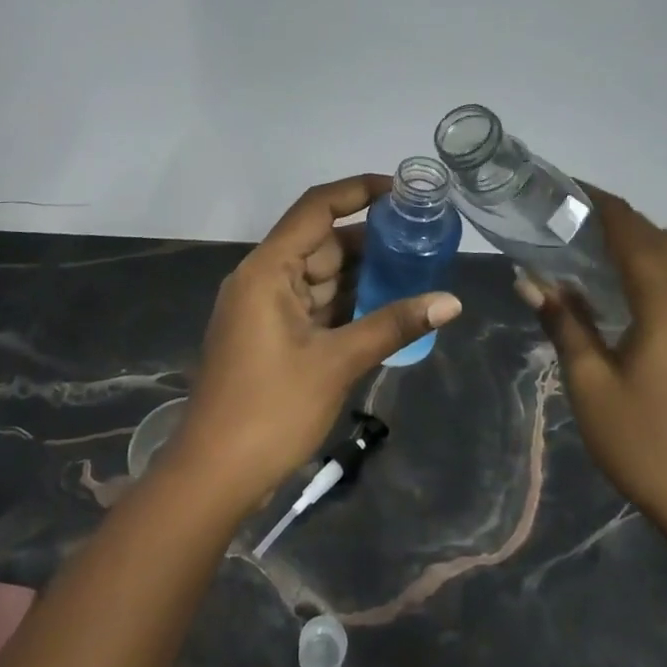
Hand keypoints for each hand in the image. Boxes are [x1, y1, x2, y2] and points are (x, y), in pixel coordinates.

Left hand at [172, 175, 463, 511]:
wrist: (214, 475)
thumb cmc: (271, 410)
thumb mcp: (337, 363)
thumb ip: (393, 325)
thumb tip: (451, 301)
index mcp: (267, 270)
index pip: (315, 209)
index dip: (357, 191)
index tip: (401, 190)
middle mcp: (262, 279)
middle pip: (321, 243)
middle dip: (370, 240)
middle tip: (422, 237)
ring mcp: (264, 309)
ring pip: (320, 276)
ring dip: (362, 274)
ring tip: (416, 267)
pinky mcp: (270, 336)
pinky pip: (314, 305)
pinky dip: (346, 303)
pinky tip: (386, 305)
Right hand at [515, 188, 666, 536]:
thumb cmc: (647, 440)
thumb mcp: (590, 382)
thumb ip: (564, 322)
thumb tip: (531, 280)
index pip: (630, 228)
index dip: (598, 202)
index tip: (562, 188)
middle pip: (657, 236)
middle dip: (616, 220)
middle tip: (567, 221)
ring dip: (639, 242)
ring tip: (592, 249)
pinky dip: (657, 266)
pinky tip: (626, 291)